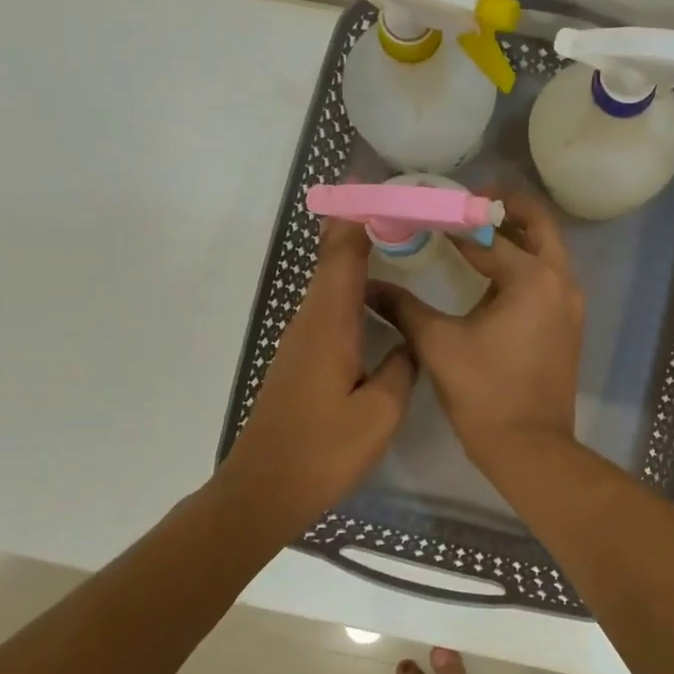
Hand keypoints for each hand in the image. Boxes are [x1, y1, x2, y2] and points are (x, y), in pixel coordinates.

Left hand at [216, 221, 416, 538]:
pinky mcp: (300, 360)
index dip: (356, 215)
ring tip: (395, 238)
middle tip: (398, 203)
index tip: (376, 183)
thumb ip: (402, 368)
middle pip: (332, 259)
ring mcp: (301, 341)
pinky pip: (329, 308)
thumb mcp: (380, 413)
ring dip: (356, 255)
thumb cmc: (323, 451)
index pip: (342, 254)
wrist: (264, 490)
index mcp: (329, 325)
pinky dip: (352, 288)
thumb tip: (409, 341)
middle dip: (359, 225)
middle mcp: (310, 322)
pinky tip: (376, 298)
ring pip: (330, 283)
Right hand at [369, 190, 584, 478]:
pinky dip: (526, 261)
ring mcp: (570, 303)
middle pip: (539, 223)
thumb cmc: (483, 394)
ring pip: (549, 249)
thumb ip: (403, 307)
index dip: (454, 219)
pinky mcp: (569, 323)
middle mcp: (560, 281)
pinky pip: (550, 276)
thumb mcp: (437, 344)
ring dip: (518, 233)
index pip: (488, 234)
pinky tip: (495, 272)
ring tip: (477, 229)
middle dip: (506, 206)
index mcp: (531, 279)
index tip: (428, 206)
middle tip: (468, 200)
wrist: (529, 448)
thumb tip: (368, 286)